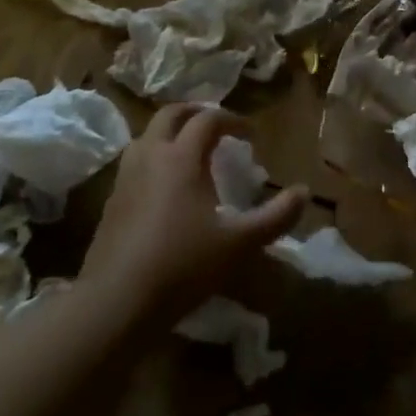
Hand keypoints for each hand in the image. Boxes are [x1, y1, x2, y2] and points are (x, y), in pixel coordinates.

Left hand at [79, 104, 305, 329]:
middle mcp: (150, 156)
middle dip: (196, 113)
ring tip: (190, 151)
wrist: (116, 301)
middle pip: (171, 115)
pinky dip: (154, 158)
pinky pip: (134, 162)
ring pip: (147, 136)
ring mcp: (125, 177)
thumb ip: (276, 216)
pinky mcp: (111, 200)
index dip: (233, 120)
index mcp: (181, 157)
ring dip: (170, 133)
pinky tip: (164, 187)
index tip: (251, 134)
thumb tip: (305, 192)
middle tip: (217, 126)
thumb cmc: (183, 265)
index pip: (208, 119)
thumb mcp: (240, 244)